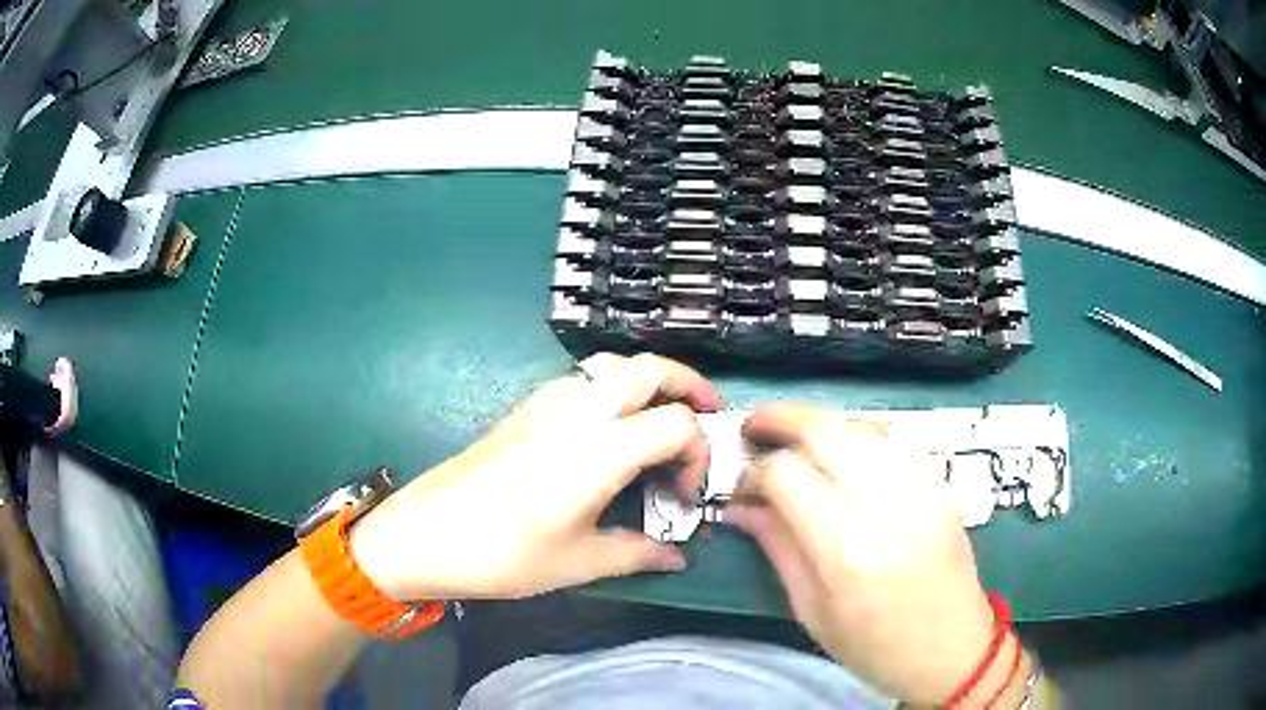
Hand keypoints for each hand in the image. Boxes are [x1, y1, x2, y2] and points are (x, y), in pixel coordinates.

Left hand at [348, 353, 719, 600]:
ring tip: (657, 418)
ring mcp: (546, 404)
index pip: (676, 422)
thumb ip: (637, 553)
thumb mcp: (578, 563)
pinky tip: (604, 431)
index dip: (696, 454)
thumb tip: (676, 557)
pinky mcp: (524, 409)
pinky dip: (610, 387)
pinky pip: (581, 378)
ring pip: (611, 364)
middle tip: (705, 416)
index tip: (682, 495)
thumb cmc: (503, 554)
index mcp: (600, 450)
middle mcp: (578, 412)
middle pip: (649, 368)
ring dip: (646, 380)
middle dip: (688, 383)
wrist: (425, 533)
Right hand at [722, 403, 995, 704]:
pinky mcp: (939, 483)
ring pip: (859, 424)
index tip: (742, 485)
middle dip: (781, 418)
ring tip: (795, 440)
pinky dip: (857, 434)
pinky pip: (891, 438)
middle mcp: (886, 506)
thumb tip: (740, 506)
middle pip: (825, 429)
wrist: (951, 647)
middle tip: (755, 428)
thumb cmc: (873, 646)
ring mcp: (919, 487)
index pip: (787, 475)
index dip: (755, 472)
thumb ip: (777, 546)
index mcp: (845, 550)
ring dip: (819, 423)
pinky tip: (843, 452)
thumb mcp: (811, 609)